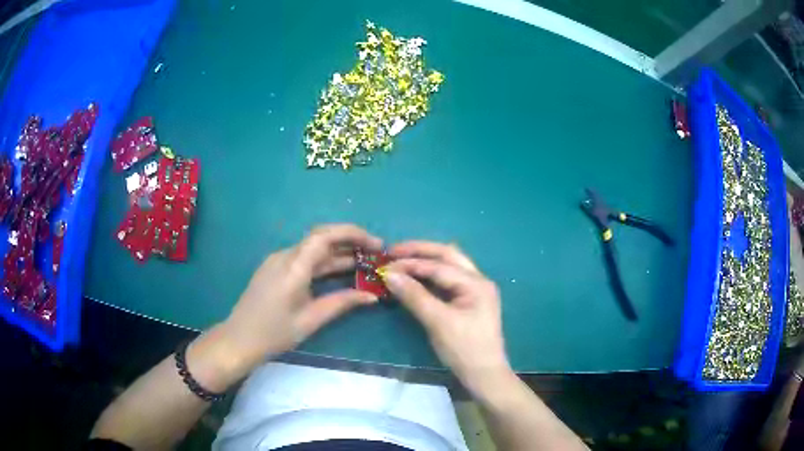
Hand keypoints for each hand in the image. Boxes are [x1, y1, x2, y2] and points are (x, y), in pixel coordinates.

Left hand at [220, 224, 381, 369]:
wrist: (239, 338)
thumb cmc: (274, 333)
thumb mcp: (311, 320)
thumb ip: (342, 303)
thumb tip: (372, 296)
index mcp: (294, 267)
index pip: (325, 236)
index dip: (353, 234)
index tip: (376, 245)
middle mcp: (285, 256)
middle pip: (321, 238)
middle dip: (351, 241)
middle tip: (376, 253)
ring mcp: (278, 260)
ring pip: (313, 248)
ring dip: (339, 253)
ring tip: (364, 263)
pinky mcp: (275, 268)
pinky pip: (304, 257)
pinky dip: (325, 261)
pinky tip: (339, 272)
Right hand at [383, 241, 511, 392]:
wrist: (484, 375)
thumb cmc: (464, 349)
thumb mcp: (438, 322)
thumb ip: (415, 296)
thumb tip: (389, 274)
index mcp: (476, 283)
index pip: (439, 265)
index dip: (411, 263)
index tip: (386, 264)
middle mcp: (478, 280)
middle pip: (447, 256)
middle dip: (420, 252)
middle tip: (393, 252)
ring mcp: (475, 290)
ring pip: (448, 266)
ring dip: (425, 261)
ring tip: (401, 261)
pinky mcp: (468, 301)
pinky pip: (448, 281)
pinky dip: (430, 276)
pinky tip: (416, 278)